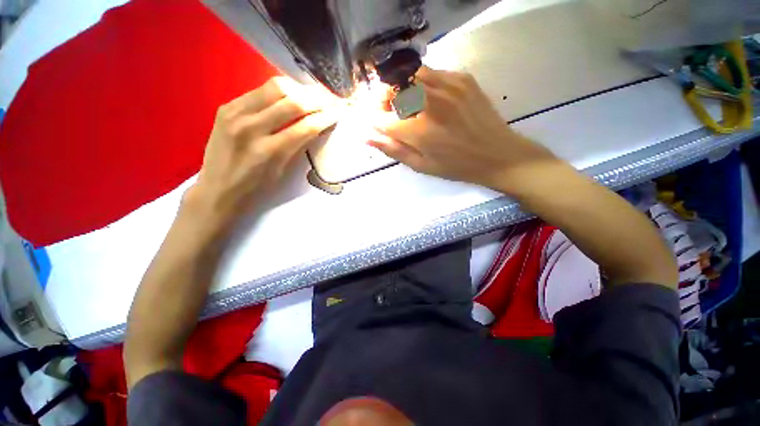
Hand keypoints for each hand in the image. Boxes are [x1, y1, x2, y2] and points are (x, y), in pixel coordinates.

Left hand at [184, 77, 340, 226]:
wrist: (217, 189)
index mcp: (270, 152)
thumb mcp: (283, 171)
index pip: (306, 126)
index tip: (339, 110)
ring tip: (312, 94)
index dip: (326, 117)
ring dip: (299, 89)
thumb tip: (319, 126)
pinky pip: (258, 91)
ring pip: (275, 87)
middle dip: (316, 98)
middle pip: (292, 101)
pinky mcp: (226, 107)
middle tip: (330, 97)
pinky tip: (289, 96)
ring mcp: (235, 114)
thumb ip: (300, 145)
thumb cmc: (256, 188)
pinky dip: (279, 91)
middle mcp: (252, 128)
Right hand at [370, 67, 556, 193]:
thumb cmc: (456, 166)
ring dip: (401, 88)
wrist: (498, 154)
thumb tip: (365, 136)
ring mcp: (448, 86)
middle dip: (383, 99)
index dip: (373, 119)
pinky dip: (421, 83)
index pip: (381, 117)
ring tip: (408, 104)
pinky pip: (430, 73)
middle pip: (391, 87)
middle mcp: (430, 103)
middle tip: (390, 112)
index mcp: (418, 131)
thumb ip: (392, 149)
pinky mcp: (462, 78)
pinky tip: (430, 99)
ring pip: (409, 74)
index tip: (376, 124)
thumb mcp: (421, 166)